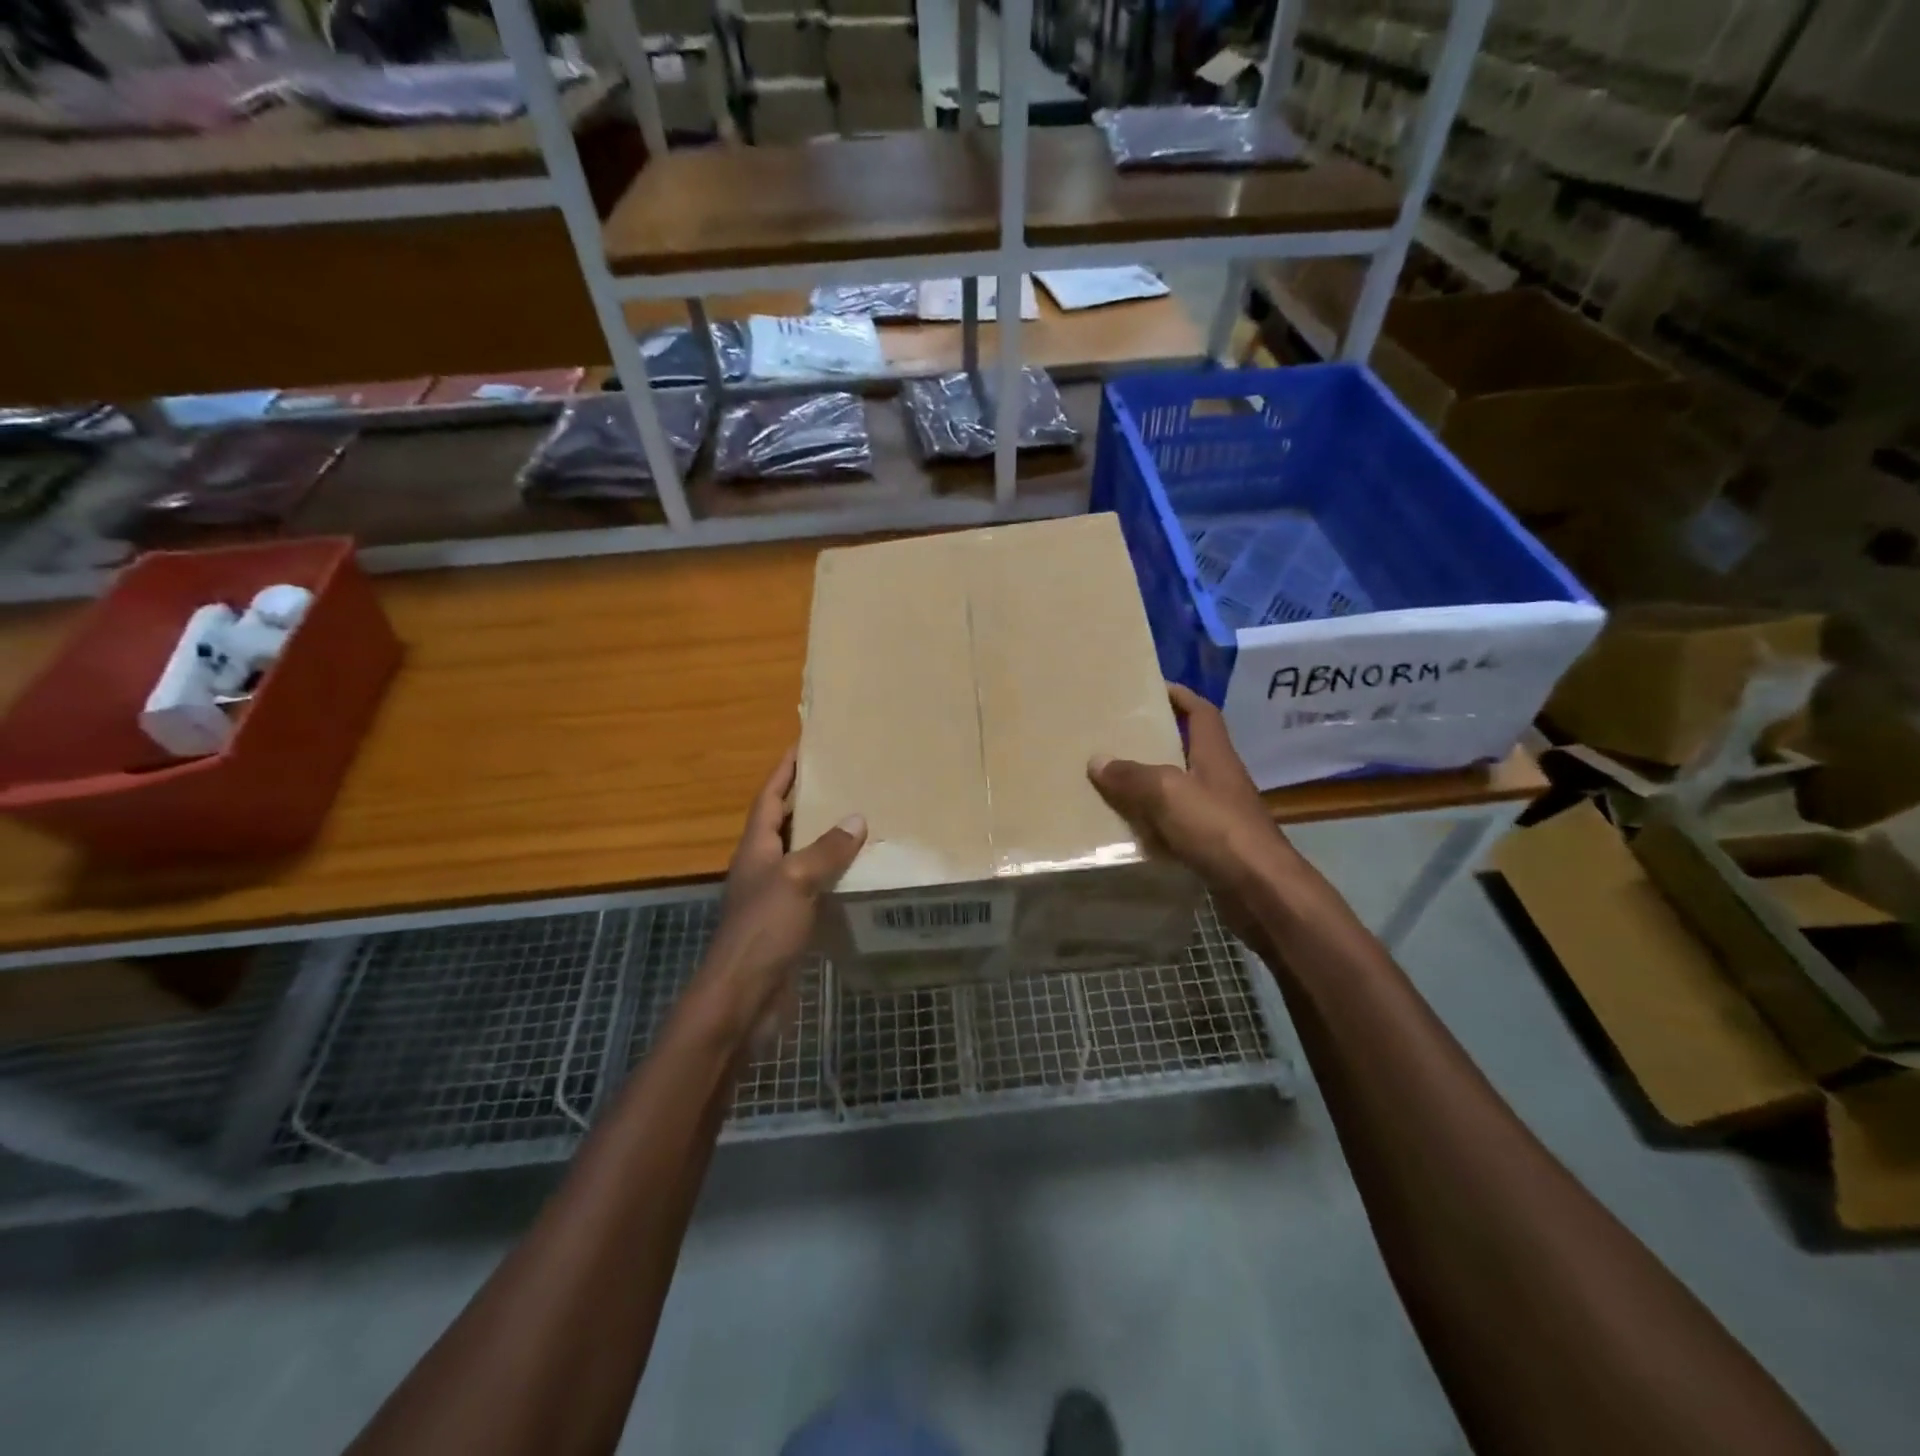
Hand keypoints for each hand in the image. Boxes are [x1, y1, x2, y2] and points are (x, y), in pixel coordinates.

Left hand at [696, 748, 865, 1047]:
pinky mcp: (788, 925)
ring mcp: (774, 898)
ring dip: (825, 839)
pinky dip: (833, 877)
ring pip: (802, 857)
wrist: (743, 999)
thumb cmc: (763, 930)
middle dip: (809, 800)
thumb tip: (856, 818)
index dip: (785, 770)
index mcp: (755, 849)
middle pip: (784, 824)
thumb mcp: (796, 881)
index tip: (805, 744)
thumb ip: (826, 849)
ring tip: (860, 820)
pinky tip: (859, 874)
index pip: (769, 797)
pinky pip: (814, 889)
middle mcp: (762, 867)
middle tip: (844, 779)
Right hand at [1088, 685, 1299, 929]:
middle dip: (1156, 741)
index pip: (1200, 711)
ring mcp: (1220, 813)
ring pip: (1180, 789)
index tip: (1151, 687)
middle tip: (1118, 736)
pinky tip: (1131, 830)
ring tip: (1113, 782)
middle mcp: (1219, 778)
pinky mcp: (1215, 844)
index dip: (1179, 695)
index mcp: (1214, 754)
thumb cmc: (1217, 828)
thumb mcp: (1167, 792)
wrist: (1260, 889)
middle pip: (1187, 749)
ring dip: (1151, 785)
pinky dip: (1155, 823)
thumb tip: (1097, 760)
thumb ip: (1131, 775)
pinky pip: (1178, 824)